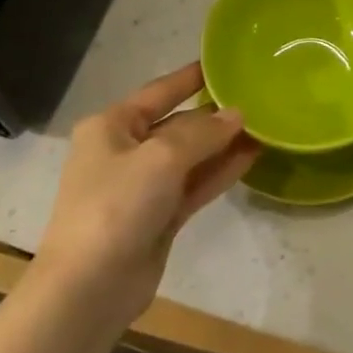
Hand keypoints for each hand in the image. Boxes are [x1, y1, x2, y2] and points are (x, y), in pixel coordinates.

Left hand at [36, 63, 257, 323]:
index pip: (158, 92)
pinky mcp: (157, 218)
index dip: (190, 78)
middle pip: (176, 125)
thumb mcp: (162, 157)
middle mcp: (124, 151)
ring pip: (189, 157)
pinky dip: (218, 172)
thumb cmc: (117, 205)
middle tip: (257, 99)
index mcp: (111, 126)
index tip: (222, 63)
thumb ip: (203, 133)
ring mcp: (141, 187)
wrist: (88, 289)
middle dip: (214, 116)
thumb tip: (237, 114)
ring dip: (222, 145)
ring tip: (263, 127)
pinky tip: (250, 158)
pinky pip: (193, 185)